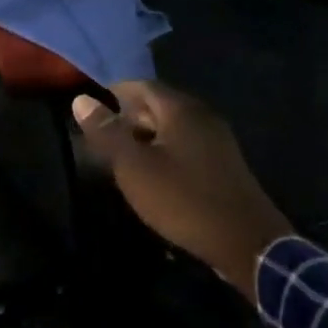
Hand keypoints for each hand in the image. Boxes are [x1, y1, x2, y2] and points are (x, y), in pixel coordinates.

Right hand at [73, 81, 293, 295]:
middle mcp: (202, 116)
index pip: (142, 86)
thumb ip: (107, 132)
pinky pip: (188, 145)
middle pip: (159, 105)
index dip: (114, 93)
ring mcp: (218, 140)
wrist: (246, 241)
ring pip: (174, 127)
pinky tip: (155, 174)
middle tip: (104, 137)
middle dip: (129, 116)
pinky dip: (166, 151)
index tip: (93, 109)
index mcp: (181, 109)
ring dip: (147, 136)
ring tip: (124, 158)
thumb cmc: (183, 199)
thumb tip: (81, 99)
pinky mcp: (225, 164)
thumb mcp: (134, 167)